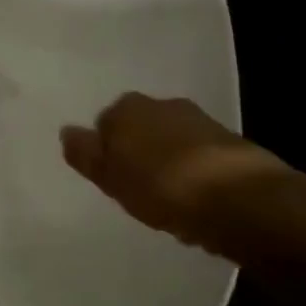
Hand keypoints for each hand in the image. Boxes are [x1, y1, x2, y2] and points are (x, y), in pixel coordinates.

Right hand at [60, 93, 291, 251]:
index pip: (104, 124)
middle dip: (136, 152)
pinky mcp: (231, 144)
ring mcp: (200, 122)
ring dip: (165, 163)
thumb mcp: (109, 176)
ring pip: (169, 142)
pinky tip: (193, 200)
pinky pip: (197, 158)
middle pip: (139, 130)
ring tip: (165, 199)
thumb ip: (85, 154)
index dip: (104, 151)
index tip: (108, 177)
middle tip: (133, 187)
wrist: (239, 200)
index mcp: (127, 107)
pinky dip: (192, 173)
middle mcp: (163, 104)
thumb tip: (67, 132)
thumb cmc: (159, 186)